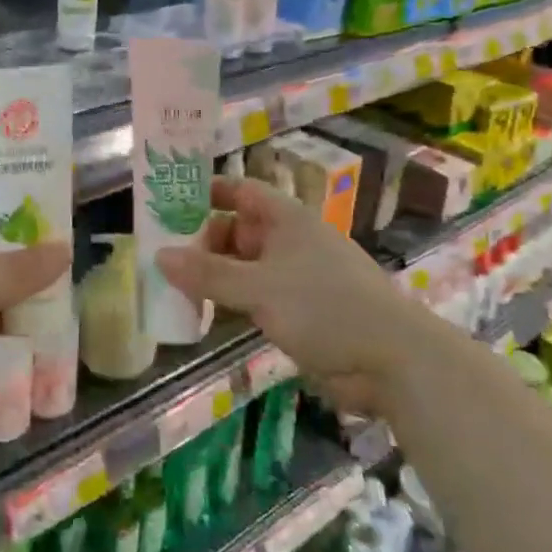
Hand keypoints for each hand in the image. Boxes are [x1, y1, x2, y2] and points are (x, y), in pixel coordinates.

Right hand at [158, 177, 414, 416]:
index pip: (239, 191)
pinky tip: (204, 315)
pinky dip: (231, 301)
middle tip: (161, 257)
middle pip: (237, 229)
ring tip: (172, 286)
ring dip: (214, 275)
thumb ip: (208, 274)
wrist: (392, 360)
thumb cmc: (324, 306)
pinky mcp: (300, 312)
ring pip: (244, 266)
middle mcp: (289, 241)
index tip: (169, 203)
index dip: (206, 193)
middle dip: (202, 241)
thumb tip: (159, 256)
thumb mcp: (259, 288)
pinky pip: (255, 297)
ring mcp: (295, 277)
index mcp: (285, 218)